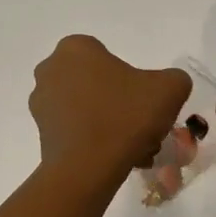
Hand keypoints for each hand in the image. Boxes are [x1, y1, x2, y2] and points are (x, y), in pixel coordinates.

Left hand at [29, 36, 191, 186]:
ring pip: (88, 108)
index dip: (133, 80)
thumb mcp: (169, 89)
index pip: (110, 57)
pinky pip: (76, 129)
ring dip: (111, 124)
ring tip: (135, 150)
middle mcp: (50, 69)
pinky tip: (117, 159)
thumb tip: (167, 86)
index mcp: (75, 48)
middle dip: (122, 104)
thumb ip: (174, 78)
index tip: (147, 102)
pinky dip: (95, 140)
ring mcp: (41, 102)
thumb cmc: (125, 117)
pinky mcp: (41, 131)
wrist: (87, 168)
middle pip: (99, 84)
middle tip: (144, 128)